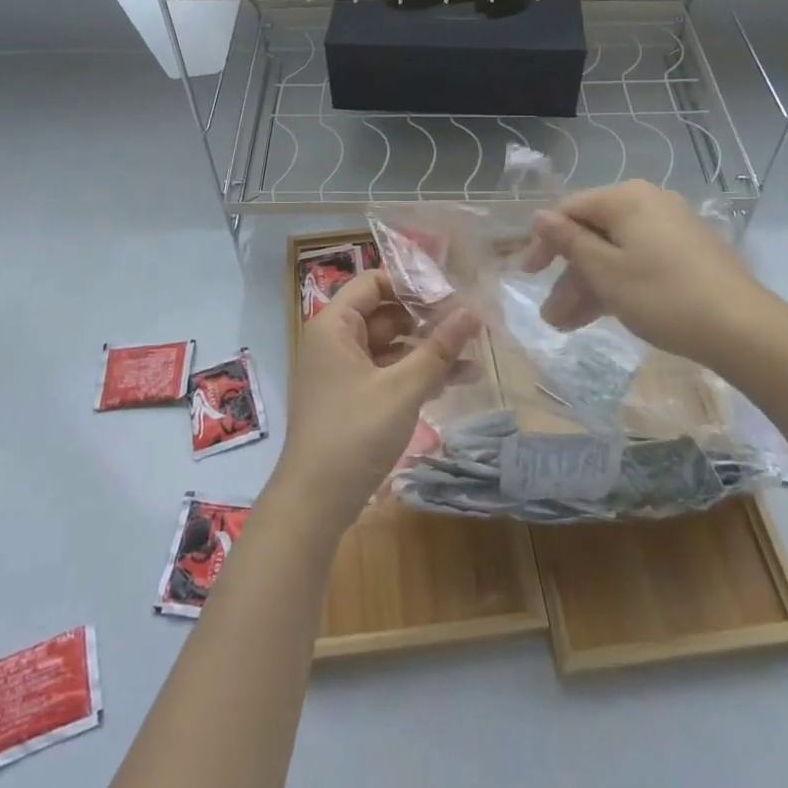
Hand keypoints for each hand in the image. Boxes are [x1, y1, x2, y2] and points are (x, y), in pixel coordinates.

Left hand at [277, 270, 479, 533]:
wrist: (314, 504)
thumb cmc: (355, 434)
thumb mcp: (402, 388)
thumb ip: (439, 348)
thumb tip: (473, 311)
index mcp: (334, 325)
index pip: (374, 282)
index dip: (412, 283)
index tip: (452, 293)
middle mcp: (334, 341)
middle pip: (385, 313)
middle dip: (427, 319)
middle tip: (470, 325)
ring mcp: (342, 371)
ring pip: (390, 345)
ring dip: (427, 350)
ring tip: (473, 358)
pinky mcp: (351, 398)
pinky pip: (387, 372)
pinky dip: (415, 374)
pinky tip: (454, 382)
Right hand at [519, 180, 787, 378]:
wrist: (743, 329)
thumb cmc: (663, 295)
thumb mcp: (605, 271)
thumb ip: (568, 242)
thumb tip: (539, 215)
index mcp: (626, 199)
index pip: (570, 209)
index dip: (544, 241)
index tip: (527, 274)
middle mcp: (648, 204)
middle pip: (593, 233)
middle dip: (567, 274)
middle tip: (549, 313)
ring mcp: (670, 229)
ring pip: (614, 253)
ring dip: (588, 286)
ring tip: (565, 325)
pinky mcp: (686, 255)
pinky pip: (637, 262)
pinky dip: (616, 285)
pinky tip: (599, 316)